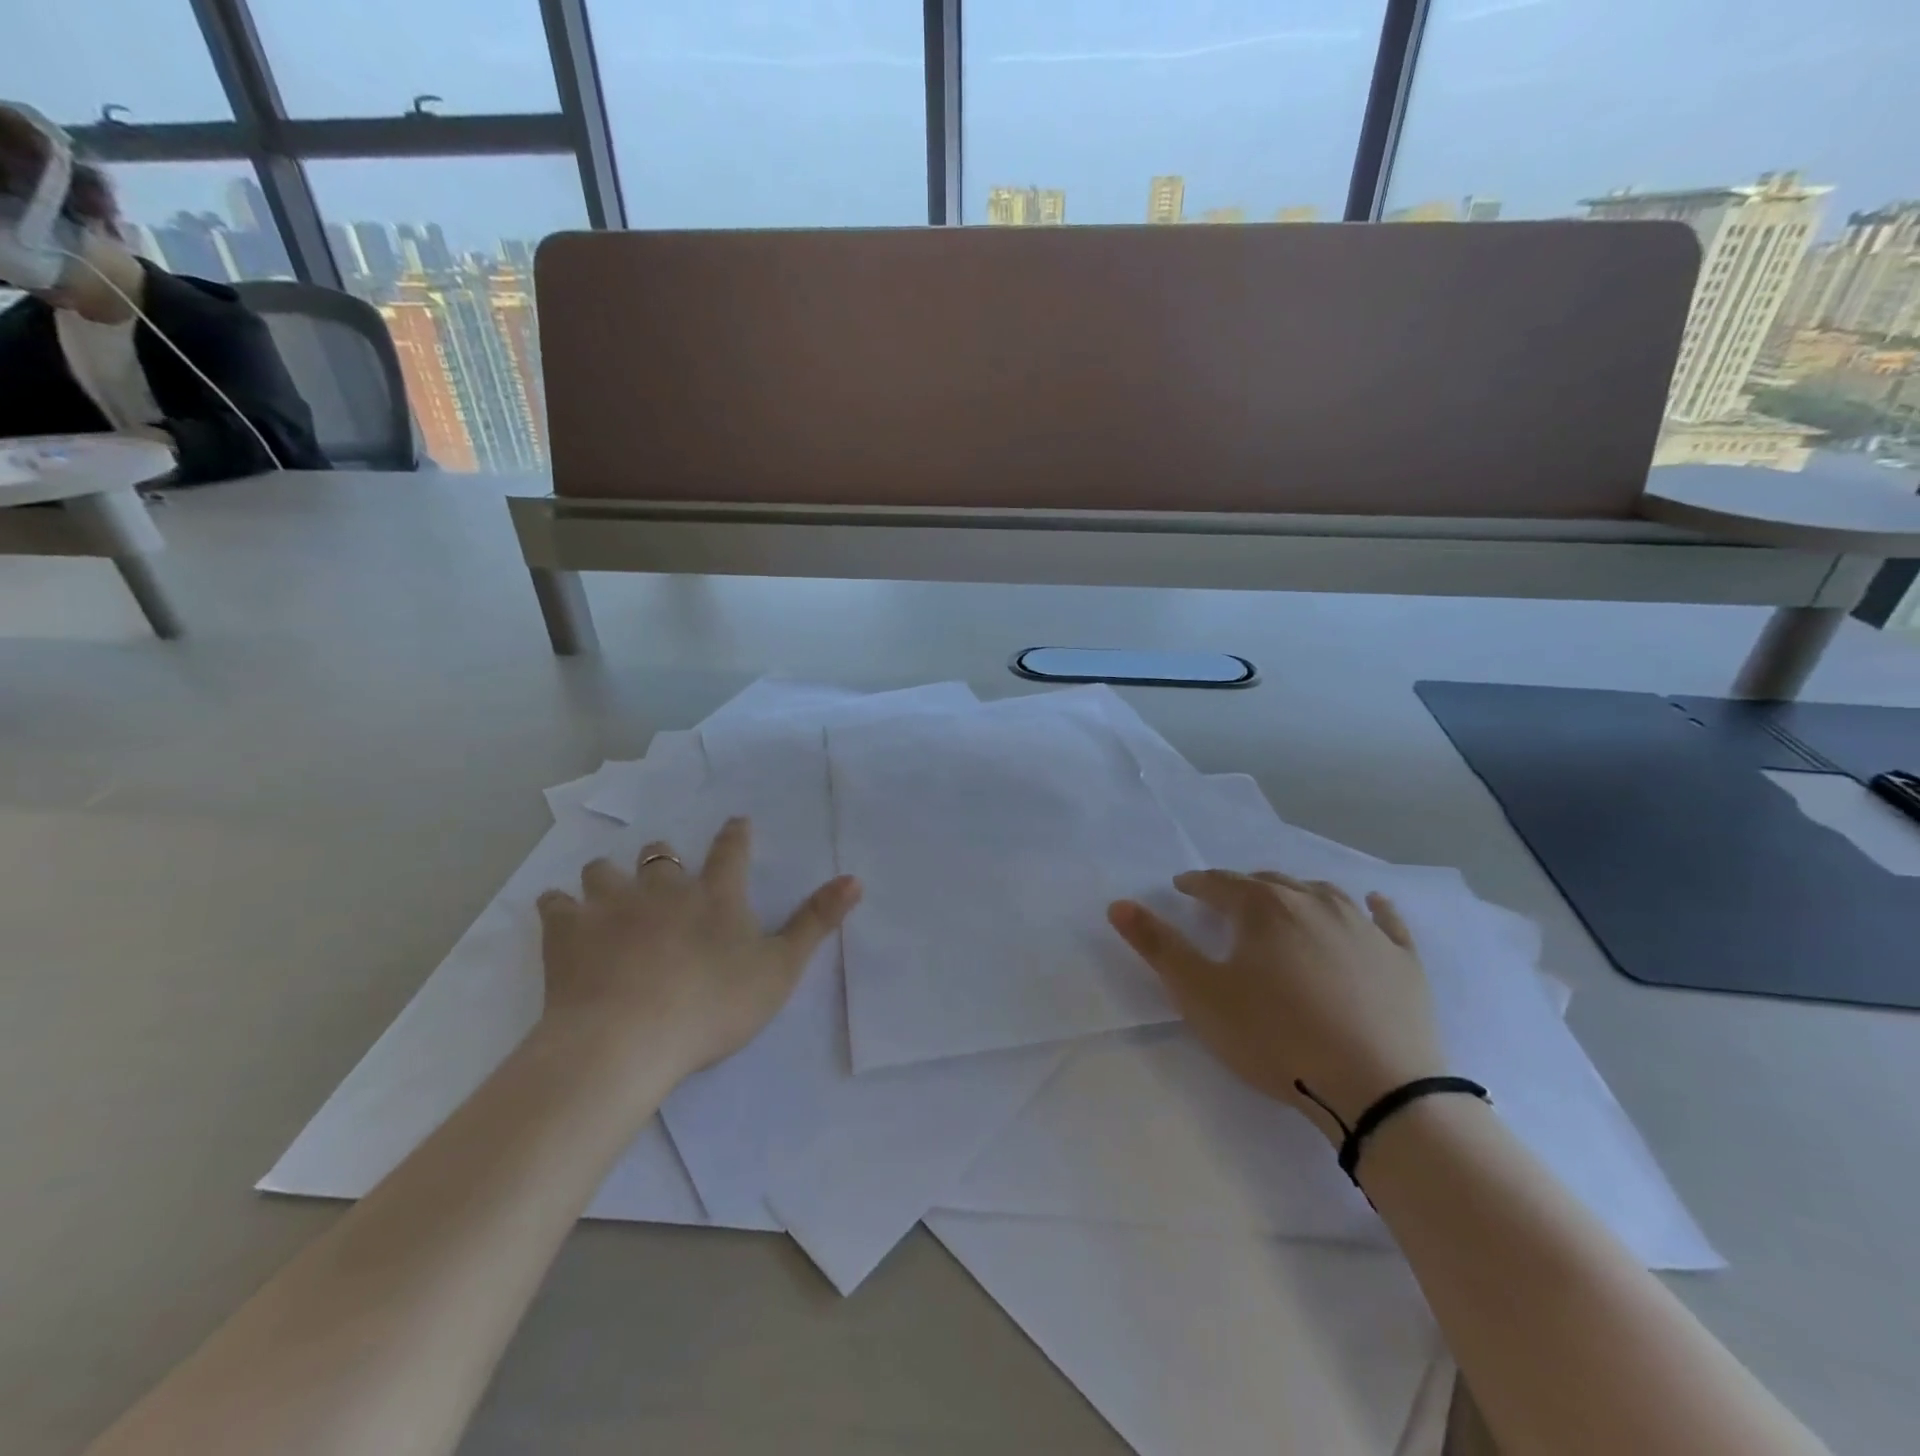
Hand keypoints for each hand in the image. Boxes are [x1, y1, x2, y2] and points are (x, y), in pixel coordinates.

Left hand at [536, 818, 860, 1084]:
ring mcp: (611, 906)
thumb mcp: (779, 969)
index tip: (736, 822)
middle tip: (662, 870)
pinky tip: (561, 916)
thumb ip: (816, 922)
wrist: (626, 1039)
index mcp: (715, 895)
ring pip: (603, 871)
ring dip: (608, 877)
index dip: (736, 835)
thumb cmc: (712, 1005)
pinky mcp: (567, 932)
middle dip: (661, 858)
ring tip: (608, 889)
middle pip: (659, 855)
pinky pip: (556, 905)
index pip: (732, 851)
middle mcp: (662, 888)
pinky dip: (559, 907)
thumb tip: (855, 878)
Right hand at [1109, 871, 1444, 1140]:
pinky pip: (1385, 920)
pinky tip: (1371, 904)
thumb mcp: (1201, 994)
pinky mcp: (1403, 959)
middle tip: (1227, 903)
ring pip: (1322, 893)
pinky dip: (1373, 907)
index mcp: (1263, 907)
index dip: (1196, 884)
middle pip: (1269, 883)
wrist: (1379, 1089)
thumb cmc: (1276, 1037)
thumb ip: (1158, 945)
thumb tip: (1118, 904)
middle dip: (1243, 888)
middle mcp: (1313, 902)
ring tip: (1284, 904)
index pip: (1219, 884)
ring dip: (1297, 893)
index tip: (1182, 888)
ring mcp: (1363, 928)